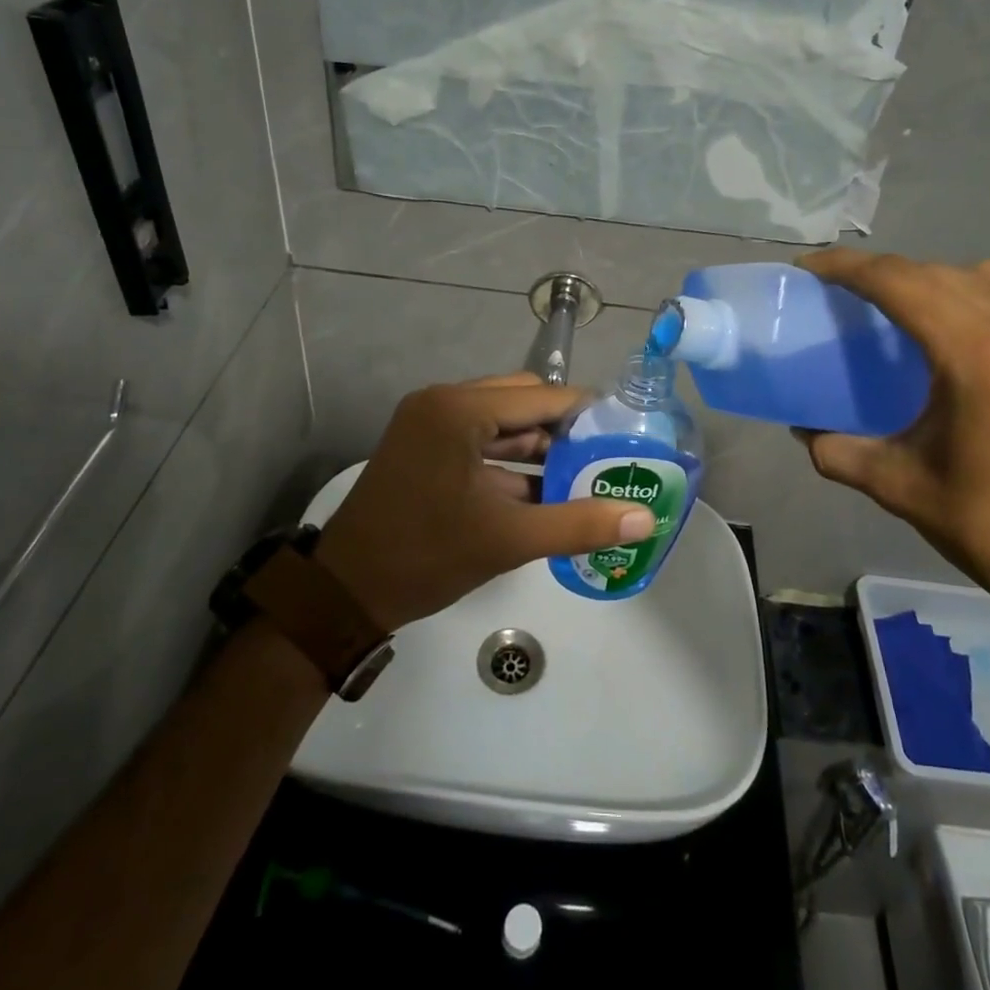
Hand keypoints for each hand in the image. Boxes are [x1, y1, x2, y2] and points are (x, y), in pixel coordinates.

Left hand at [314, 373, 655, 629]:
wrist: (345, 592)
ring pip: (502, 421)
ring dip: (539, 446)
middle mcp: (443, 401)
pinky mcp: (424, 444)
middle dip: (564, 430)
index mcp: (460, 409)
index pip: (542, 397)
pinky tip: (544, 489)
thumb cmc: (425, 556)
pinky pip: (480, 439)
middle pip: (523, 401)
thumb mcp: (508, 539)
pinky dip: (511, 461)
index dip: (588, 414)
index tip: (625, 436)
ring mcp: (429, 421)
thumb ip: (580, 523)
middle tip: (605, 458)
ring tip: (585, 475)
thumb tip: (644, 519)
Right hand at [796, 249, 989, 651]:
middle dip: (891, 274)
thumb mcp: (901, 488)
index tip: (813, 267)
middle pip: (945, 274)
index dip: (850, 267)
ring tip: (915, 316)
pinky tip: (979, 350)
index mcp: (982, 357)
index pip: (903, 283)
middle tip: (852, 294)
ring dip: (944, 284)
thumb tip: (805, 431)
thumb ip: (840, 451)